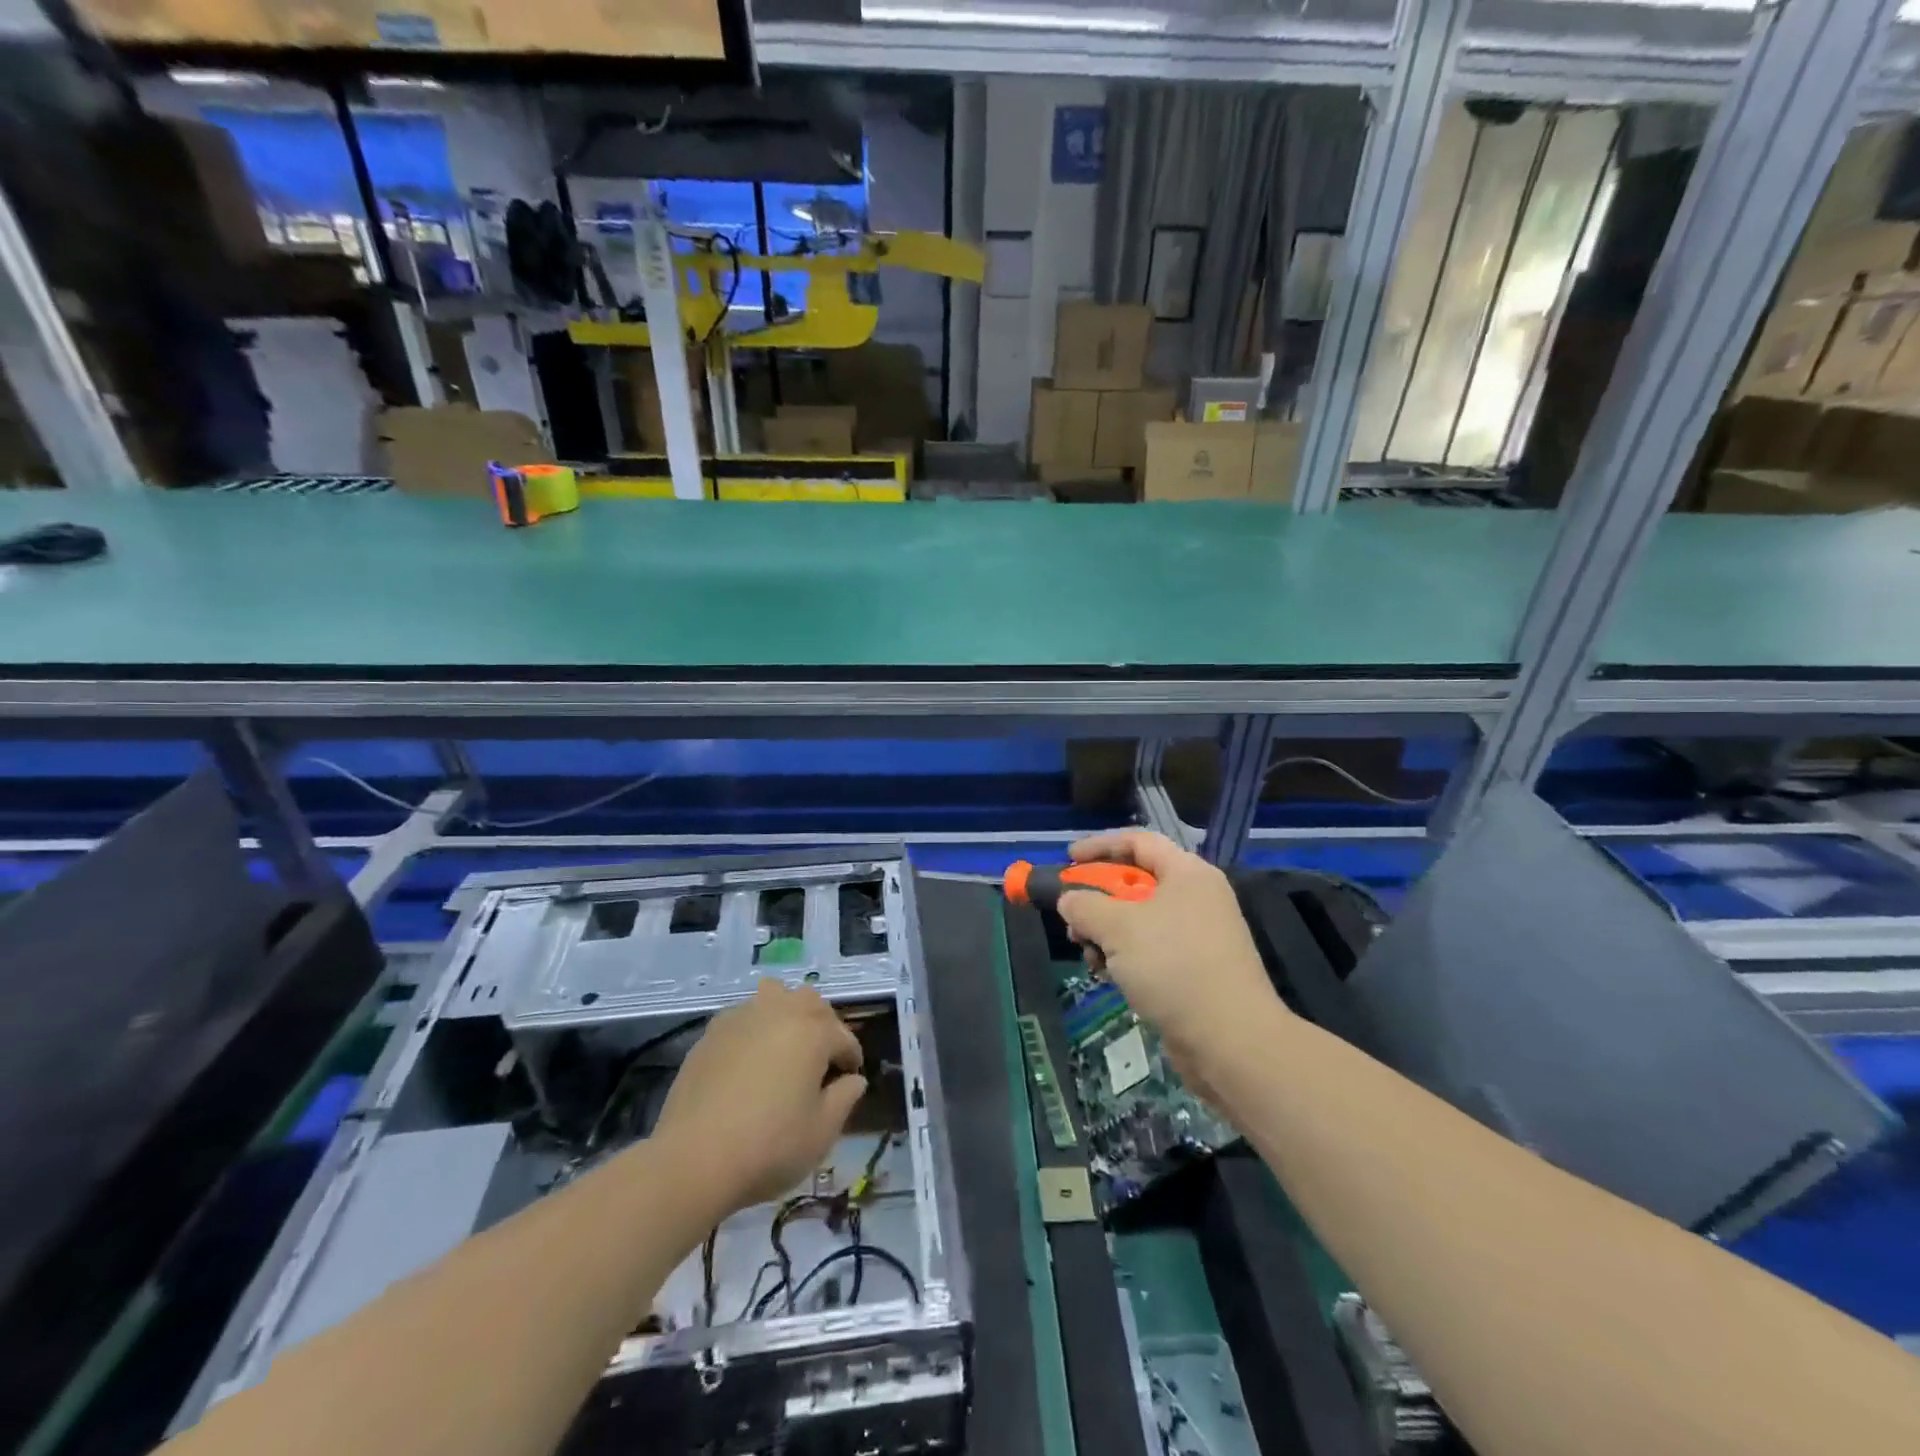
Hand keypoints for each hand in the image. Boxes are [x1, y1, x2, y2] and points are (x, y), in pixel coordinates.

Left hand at [651, 980, 867, 1214]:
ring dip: (786, 1013)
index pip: (844, 1038)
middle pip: (811, 1003)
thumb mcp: (822, 1132)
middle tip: (820, 1061)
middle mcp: (780, 1011)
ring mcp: (742, 1017)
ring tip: (784, 1046)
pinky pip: (743, 1016)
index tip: (849, 1081)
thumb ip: (845, 1098)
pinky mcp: (711, 1032)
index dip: (851, 1059)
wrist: (695, 1158)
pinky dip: (754, 1028)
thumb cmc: (770, 1145)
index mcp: (814, 1031)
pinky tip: (748, 1060)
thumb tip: (853, 1080)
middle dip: (822, 1026)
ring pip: (774, 996)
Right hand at [1056, 830, 1287, 1087]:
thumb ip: (1085, 905)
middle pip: (1136, 882)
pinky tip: (1108, 976)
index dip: (1100, 845)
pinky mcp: (1195, 970)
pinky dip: (1125, 957)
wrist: (1230, 1040)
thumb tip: (1068, 900)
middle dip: (1098, 897)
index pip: (1138, 841)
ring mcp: (1198, 935)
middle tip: (1071, 915)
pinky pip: (1151, 950)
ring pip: (1139, 920)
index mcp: (1187, 873)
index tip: (1067, 859)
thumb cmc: (1173, 966)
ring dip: (1106, 932)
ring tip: (1088, 953)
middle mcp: (1196, 897)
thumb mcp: (1118, 928)